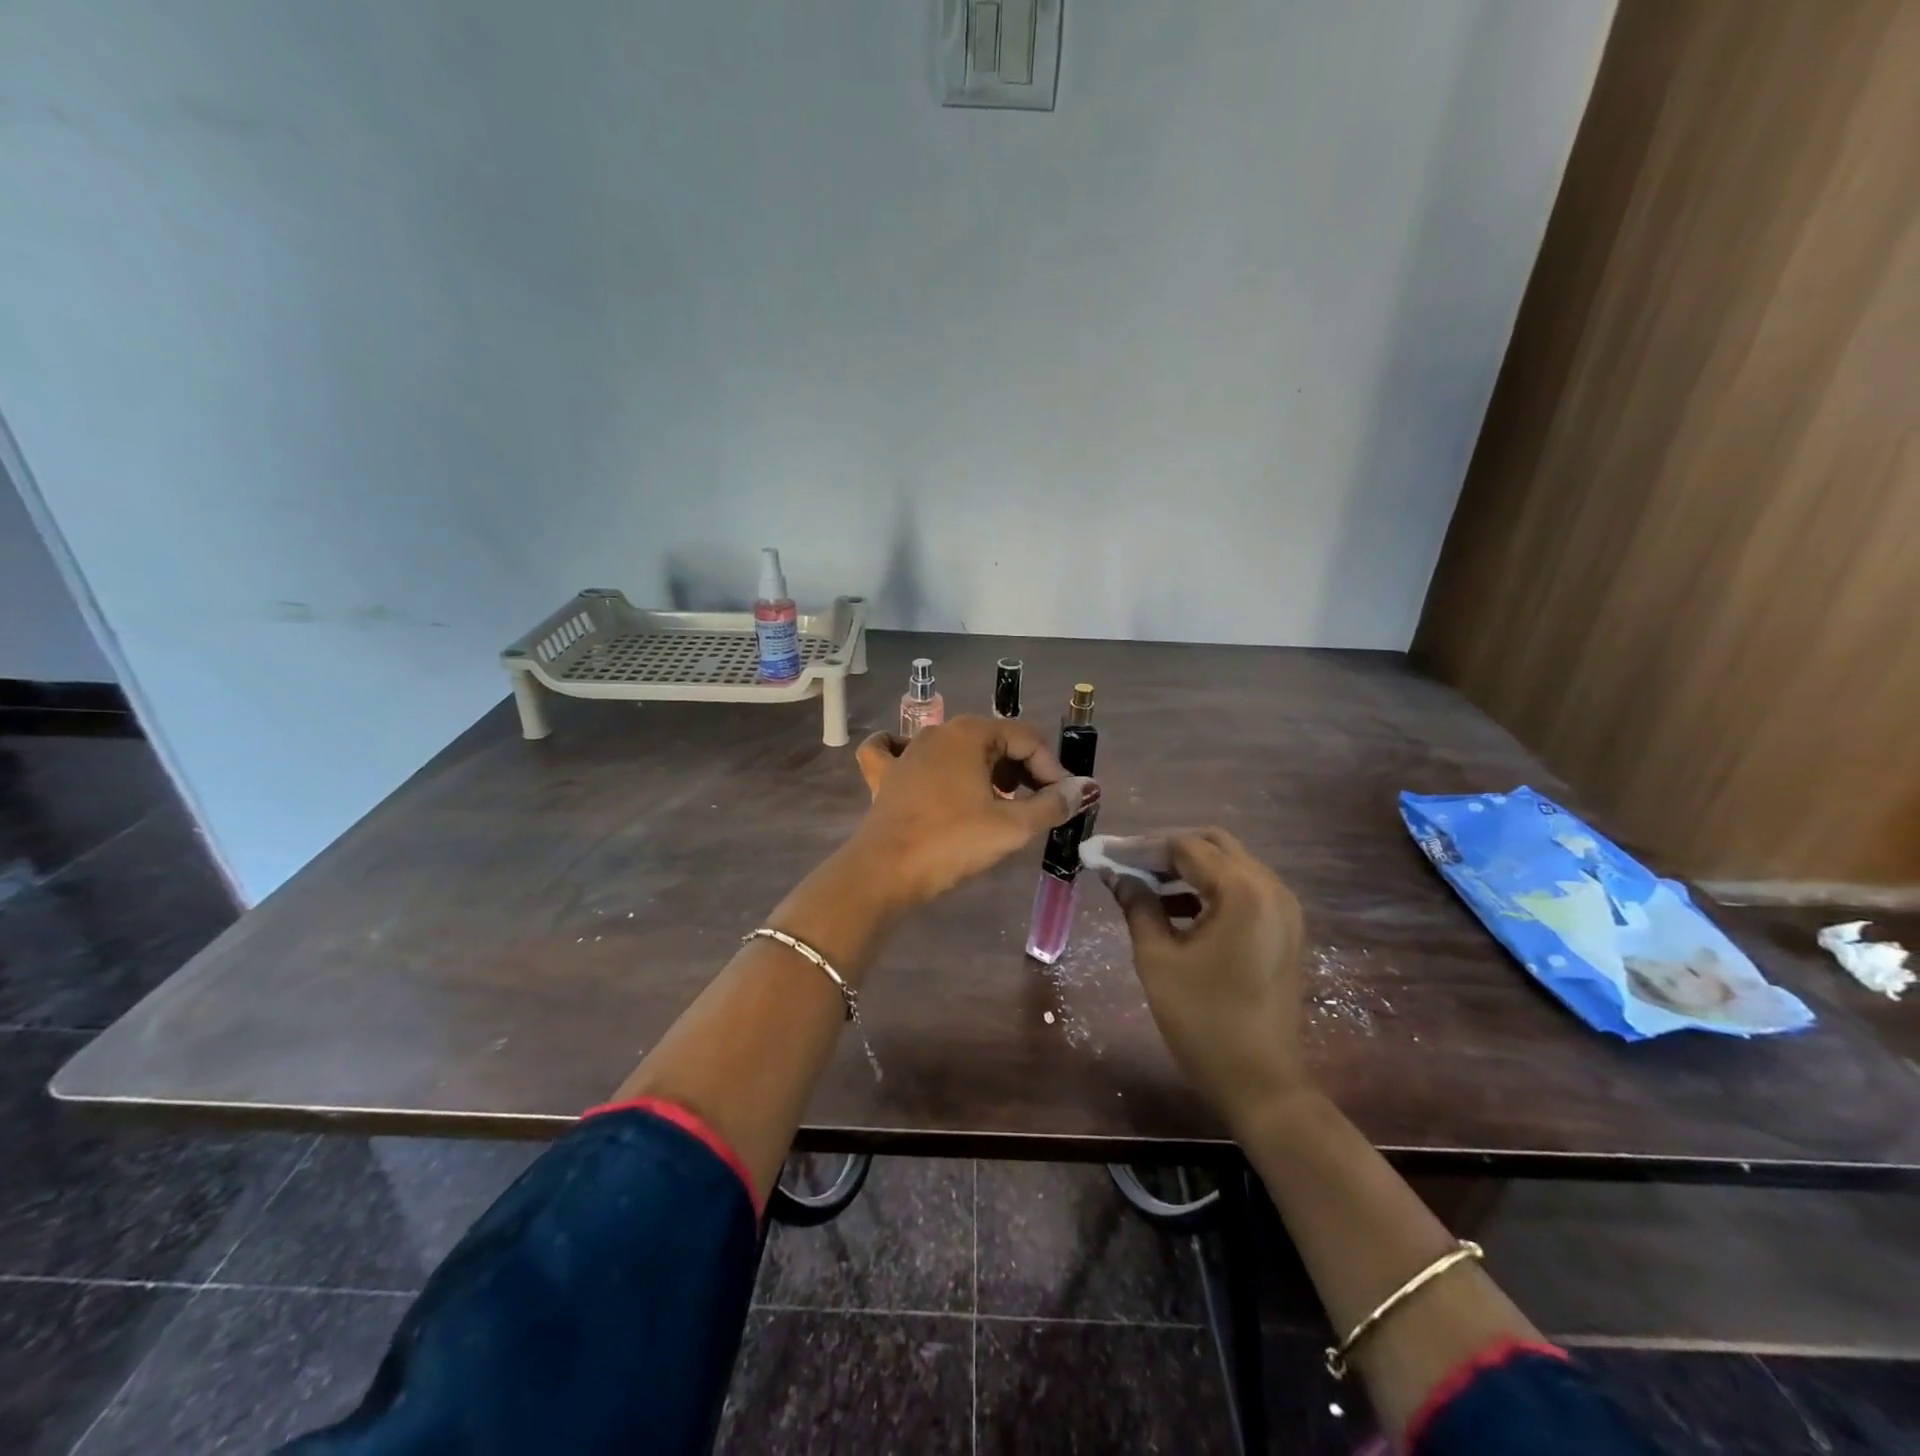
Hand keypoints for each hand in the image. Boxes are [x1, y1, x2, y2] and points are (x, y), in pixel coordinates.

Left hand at [848, 715, 1097, 907]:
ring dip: (984, 770)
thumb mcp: (1011, 826)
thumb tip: (1085, 789)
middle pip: (995, 741)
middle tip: (1036, 807)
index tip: (1062, 803)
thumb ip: (1052, 805)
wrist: (883, 872)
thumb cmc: (951, 842)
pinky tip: (922, 768)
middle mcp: (939, 731)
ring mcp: (907, 750)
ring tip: (998, 802)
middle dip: (1022, 770)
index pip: (1028, 739)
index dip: (1052, 770)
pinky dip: (919, 758)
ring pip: (957, 748)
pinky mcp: (885, 775)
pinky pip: (900, 752)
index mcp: (971, 733)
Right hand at [1097, 829, 1308, 1134]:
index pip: (1185, 847)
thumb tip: (1117, 874)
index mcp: (1242, 891)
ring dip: (1188, 868)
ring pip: (1230, 864)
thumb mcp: (1157, 959)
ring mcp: (1283, 908)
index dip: (1142, 847)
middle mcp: (1270, 888)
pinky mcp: (1284, 928)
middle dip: (1167, 850)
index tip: (1107, 854)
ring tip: (1145, 884)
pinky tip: (1175, 907)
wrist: (1261, 1082)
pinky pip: (1243, 889)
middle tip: (1127, 864)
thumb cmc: (1203, 1020)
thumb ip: (1137, 905)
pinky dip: (1209, 888)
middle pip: (1213, 845)